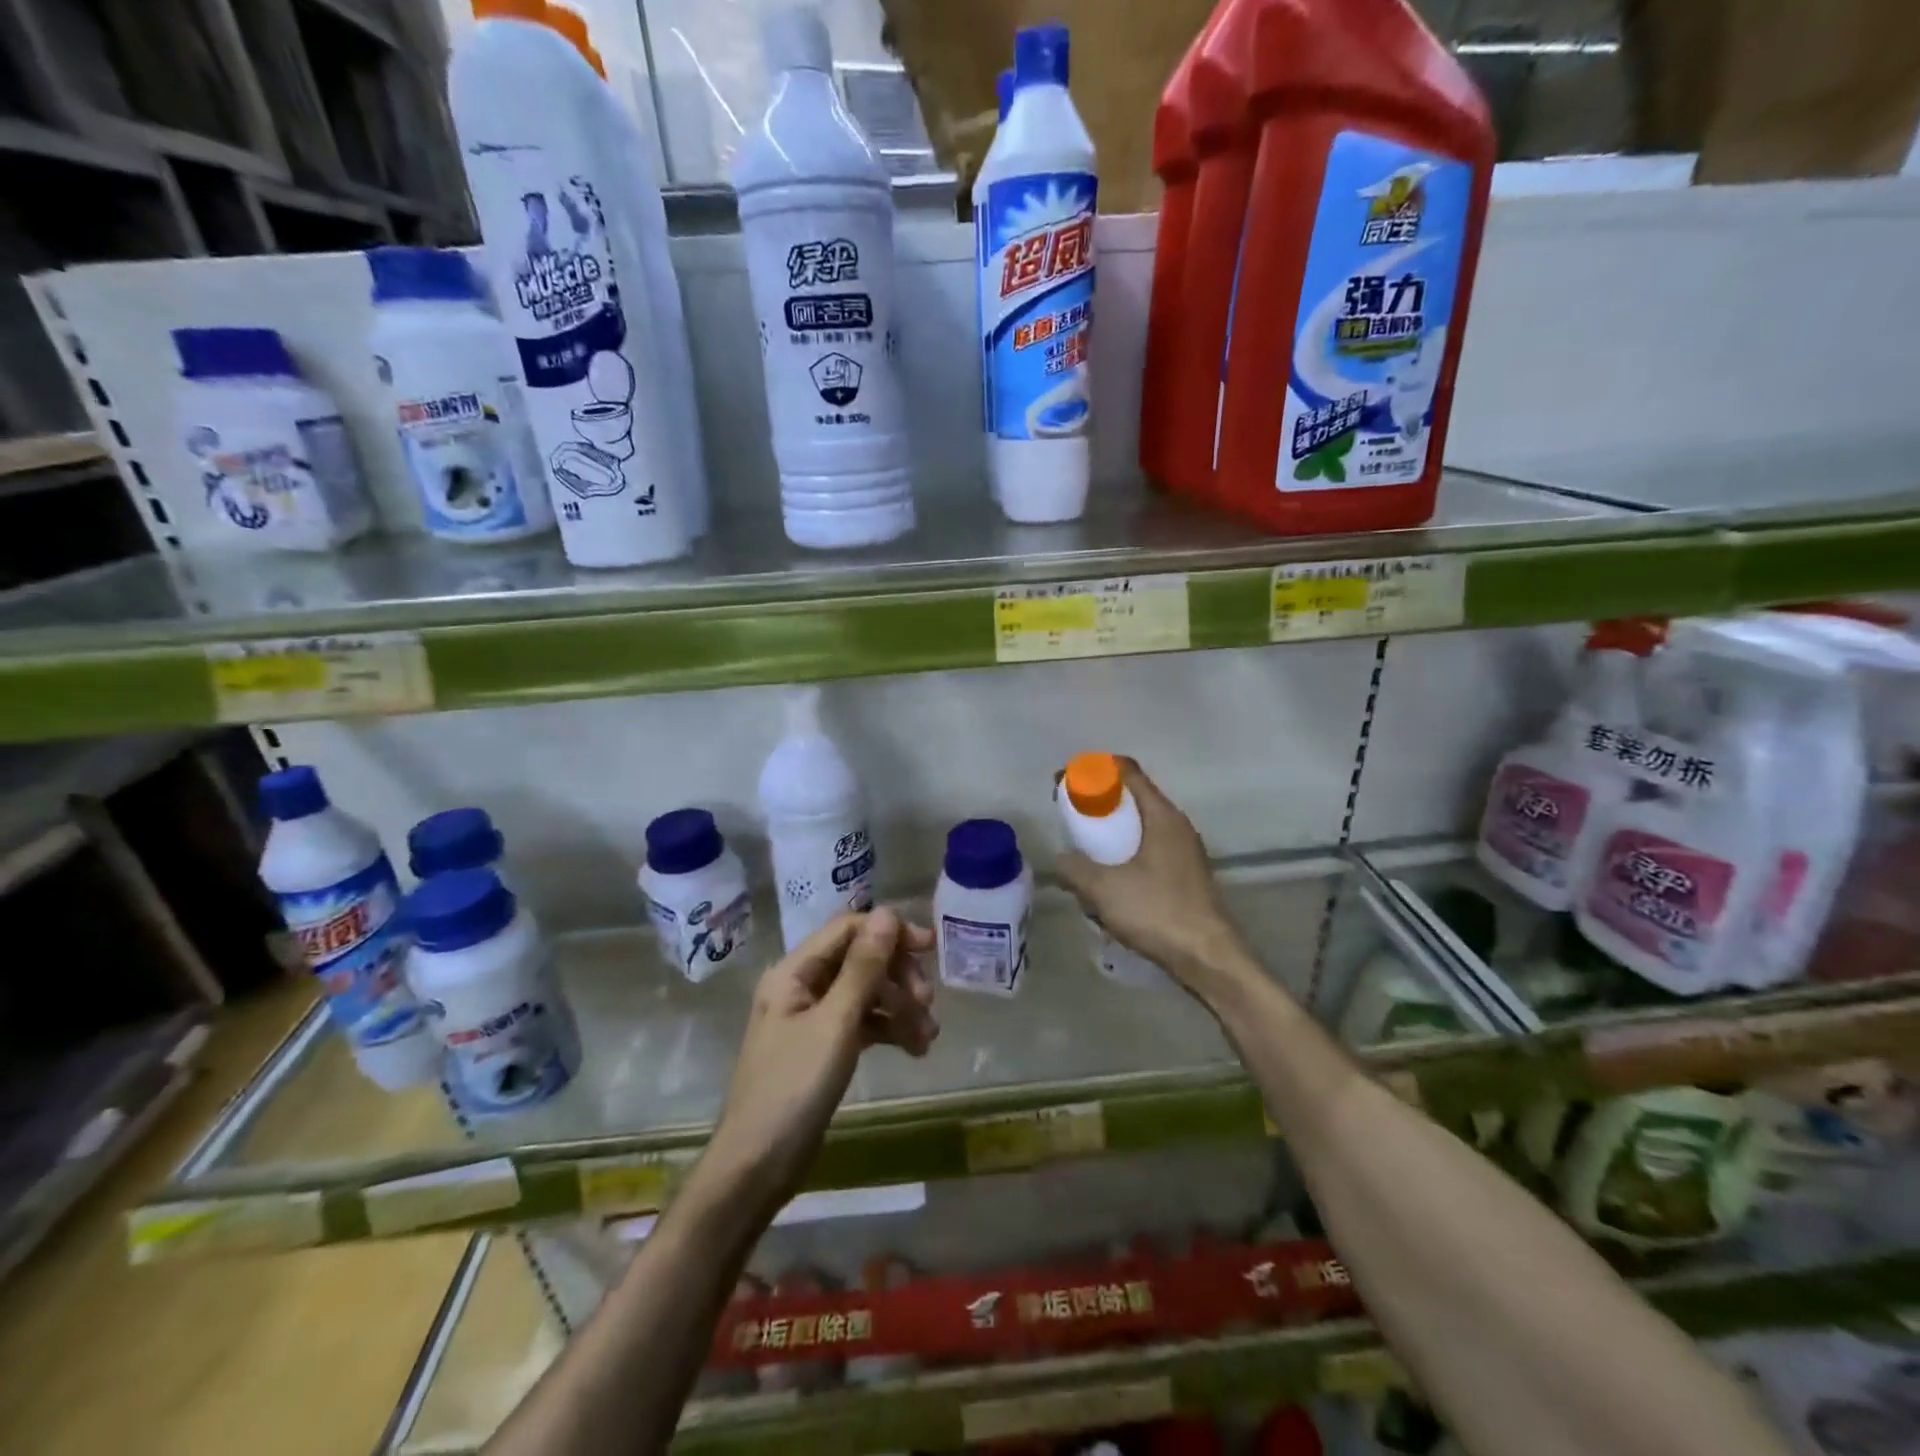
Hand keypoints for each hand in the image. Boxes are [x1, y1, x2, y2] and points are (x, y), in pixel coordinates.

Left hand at [704, 908, 936, 1207]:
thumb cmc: (792, 1089)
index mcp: (794, 972)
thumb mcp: (835, 1024)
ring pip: (866, 993)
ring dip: (900, 1007)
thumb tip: (888, 913)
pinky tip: (916, 1049)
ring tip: (928, 1036)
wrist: (757, 1168)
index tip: (930, 948)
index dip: (890, 933)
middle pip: (860, 960)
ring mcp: (813, 1018)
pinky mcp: (825, 1047)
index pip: (847, 930)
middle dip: (898, 976)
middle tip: (927, 1002)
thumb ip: (863, 967)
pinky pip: (863, 1023)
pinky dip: (889, 1030)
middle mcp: (802, 986)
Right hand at [1055, 759, 1247, 1000]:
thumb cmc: (1158, 912)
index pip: (1128, 772)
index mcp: (1162, 816)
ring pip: (1139, 831)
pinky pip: (1147, 855)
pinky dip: (1124, 861)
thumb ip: (1075, 868)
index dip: (1094, 770)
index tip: (1067, 781)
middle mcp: (1177, 827)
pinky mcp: (1184, 878)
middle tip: (1070, 820)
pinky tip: (1108, 889)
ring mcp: (1184, 853)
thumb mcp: (1104, 888)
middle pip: (1132, 800)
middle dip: (1098, 807)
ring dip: (1110, 838)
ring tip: (1084, 859)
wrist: (1208, 959)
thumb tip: (1060, 860)